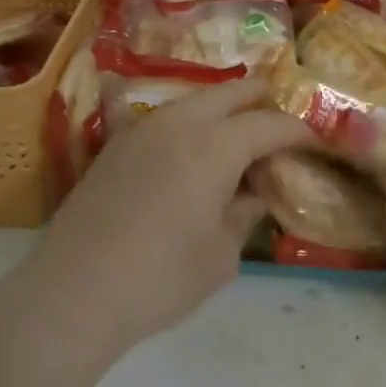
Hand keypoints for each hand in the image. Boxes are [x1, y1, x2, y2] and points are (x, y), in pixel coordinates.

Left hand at [25, 78, 312, 361]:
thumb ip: (245, 213)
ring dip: (223, 111)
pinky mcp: (116, 145)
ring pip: (195, 100)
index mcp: (214, 145)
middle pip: (231, 92)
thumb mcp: (221, 255)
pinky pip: (166, 119)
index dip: (297, 130)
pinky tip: (191, 154)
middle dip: (261, 102)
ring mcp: (142, 129)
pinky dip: (190, 125)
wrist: (72, 294)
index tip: (313, 142)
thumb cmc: (160, 279)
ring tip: (237, 140)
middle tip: (279, 125)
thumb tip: (255, 193)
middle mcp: (179, 122)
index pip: (269, 124)